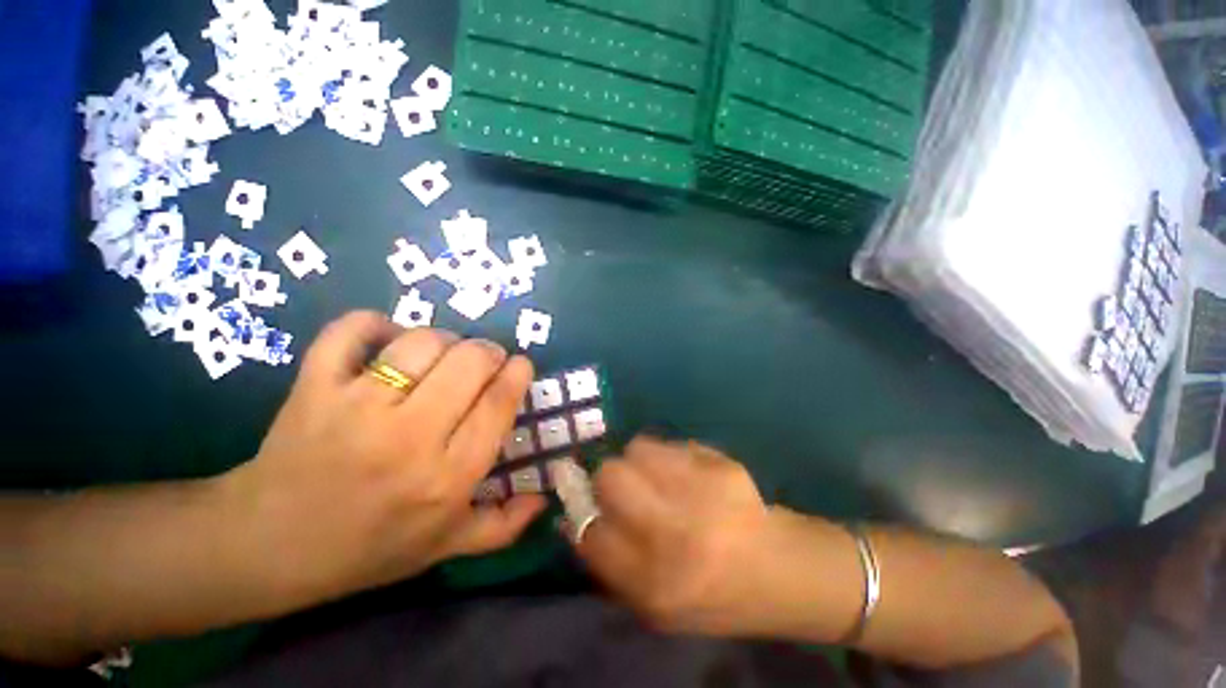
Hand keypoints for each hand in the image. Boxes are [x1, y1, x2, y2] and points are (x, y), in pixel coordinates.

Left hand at [225, 311, 546, 606]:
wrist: (268, 546)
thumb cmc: (368, 548)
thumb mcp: (444, 547)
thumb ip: (502, 526)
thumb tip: (545, 499)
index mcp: (446, 478)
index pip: (498, 404)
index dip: (517, 374)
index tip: (521, 365)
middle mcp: (408, 438)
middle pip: (469, 363)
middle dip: (489, 351)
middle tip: (486, 360)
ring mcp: (356, 408)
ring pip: (421, 342)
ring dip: (445, 338)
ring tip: (444, 353)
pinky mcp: (313, 388)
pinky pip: (350, 332)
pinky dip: (374, 324)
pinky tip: (387, 337)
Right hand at [576, 437, 777, 635]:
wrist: (778, 571)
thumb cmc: (711, 595)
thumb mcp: (653, 606)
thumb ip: (608, 566)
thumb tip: (571, 521)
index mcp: (652, 581)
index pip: (590, 531)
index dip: (585, 514)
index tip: (591, 508)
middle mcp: (673, 534)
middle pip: (610, 476)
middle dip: (607, 478)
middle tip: (622, 487)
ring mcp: (700, 493)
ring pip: (638, 449)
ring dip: (637, 461)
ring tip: (655, 476)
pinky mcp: (720, 466)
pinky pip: (672, 444)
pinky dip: (667, 454)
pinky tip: (685, 473)